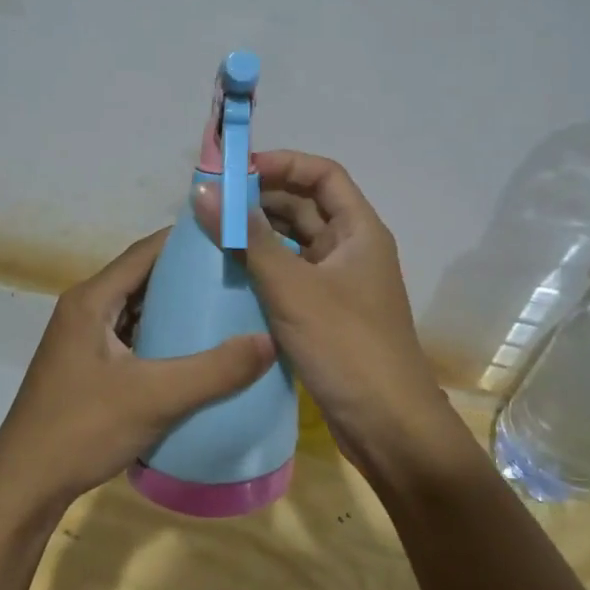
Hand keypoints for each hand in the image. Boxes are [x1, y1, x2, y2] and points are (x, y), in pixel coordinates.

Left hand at [0, 229, 275, 521]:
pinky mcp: (87, 366)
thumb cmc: (83, 429)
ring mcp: (83, 339)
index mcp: (91, 300)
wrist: (25, 485)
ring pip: (137, 309)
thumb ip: (214, 371)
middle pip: (142, 278)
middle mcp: (84, 309)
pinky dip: (161, 336)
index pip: (145, 252)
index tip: (232, 240)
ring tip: (226, 308)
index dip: (187, 242)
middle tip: (238, 276)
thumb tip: (270, 341)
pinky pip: (131, 337)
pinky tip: (194, 351)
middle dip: (188, 275)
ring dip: (175, 307)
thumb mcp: (155, 397)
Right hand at [194, 150, 453, 471]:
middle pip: (306, 206)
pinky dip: (263, 268)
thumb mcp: (292, 287)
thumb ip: (247, 239)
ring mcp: (339, 283)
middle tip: (211, 203)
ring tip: (212, 234)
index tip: (235, 171)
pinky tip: (228, 274)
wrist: (387, 425)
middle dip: (261, 199)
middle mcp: (352, 249)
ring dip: (259, 235)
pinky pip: (291, 275)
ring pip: (295, 242)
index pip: (322, 174)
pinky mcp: (326, 313)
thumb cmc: (346, 346)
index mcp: (359, 230)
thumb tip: (203, 191)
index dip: (282, 164)